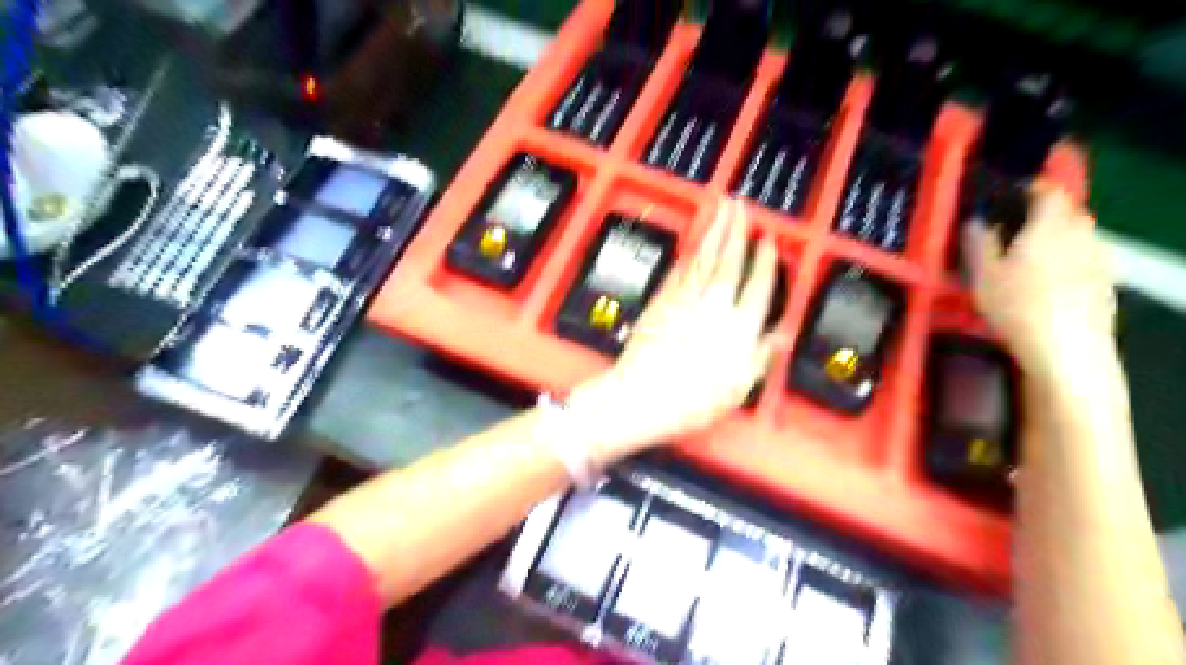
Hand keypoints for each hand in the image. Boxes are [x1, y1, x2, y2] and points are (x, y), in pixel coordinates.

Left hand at [569, 199, 785, 464]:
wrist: (643, 396)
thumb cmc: (695, 401)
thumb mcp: (738, 388)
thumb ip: (760, 357)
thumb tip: (780, 334)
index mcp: (739, 327)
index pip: (757, 285)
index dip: (764, 260)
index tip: (767, 238)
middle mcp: (715, 305)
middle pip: (729, 261)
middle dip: (737, 230)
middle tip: (741, 205)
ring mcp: (685, 299)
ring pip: (704, 258)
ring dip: (715, 231)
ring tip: (723, 209)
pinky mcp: (661, 301)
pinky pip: (680, 271)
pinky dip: (689, 253)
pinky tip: (695, 242)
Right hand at [962, 178, 1121, 382]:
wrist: (1067, 350)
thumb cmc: (1018, 307)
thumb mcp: (983, 275)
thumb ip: (979, 242)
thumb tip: (976, 219)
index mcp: (1050, 225)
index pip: (1047, 191)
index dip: (1027, 189)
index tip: (1005, 198)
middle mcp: (1081, 233)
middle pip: (1064, 212)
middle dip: (1039, 216)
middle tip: (1010, 233)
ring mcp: (1099, 258)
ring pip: (1075, 236)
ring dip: (1053, 240)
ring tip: (1026, 260)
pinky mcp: (1105, 281)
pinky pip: (1083, 258)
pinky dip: (1065, 261)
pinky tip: (1046, 284)